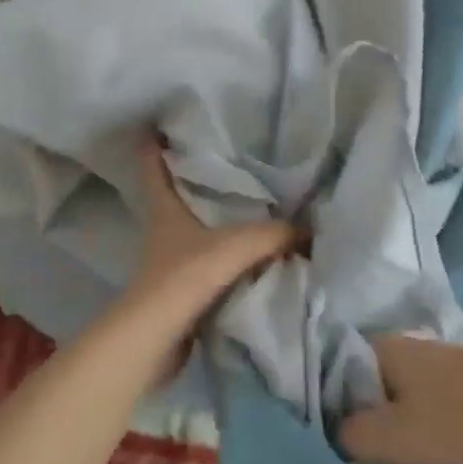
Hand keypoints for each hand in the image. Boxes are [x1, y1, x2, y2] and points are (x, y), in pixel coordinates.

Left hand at [120, 135, 301, 344]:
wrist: (158, 339)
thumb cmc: (187, 276)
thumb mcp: (239, 245)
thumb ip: (278, 234)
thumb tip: (311, 230)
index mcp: (164, 209)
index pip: (151, 166)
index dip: (152, 145)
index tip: (158, 124)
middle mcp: (163, 230)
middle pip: (175, 195)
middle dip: (195, 179)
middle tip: (227, 159)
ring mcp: (169, 262)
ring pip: (194, 231)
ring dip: (215, 222)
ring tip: (251, 207)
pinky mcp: (180, 291)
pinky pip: (208, 265)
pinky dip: (226, 259)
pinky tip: (253, 256)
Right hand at [338, 336, 462, 463]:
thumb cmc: (458, 416)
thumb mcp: (395, 437)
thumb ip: (352, 437)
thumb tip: (333, 435)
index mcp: (377, 348)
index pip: (331, 377)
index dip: (325, 411)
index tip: (330, 445)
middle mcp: (395, 345)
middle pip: (361, 388)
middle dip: (359, 422)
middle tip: (360, 460)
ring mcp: (425, 357)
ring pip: (389, 396)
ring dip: (387, 426)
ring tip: (391, 460)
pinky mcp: (448, 374)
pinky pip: (413, 398)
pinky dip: (411, 422)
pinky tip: (422, 447)